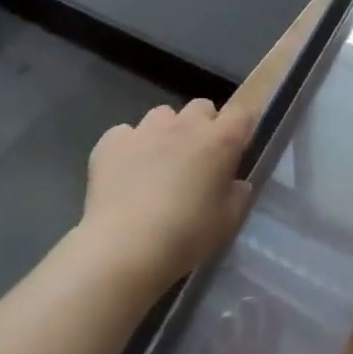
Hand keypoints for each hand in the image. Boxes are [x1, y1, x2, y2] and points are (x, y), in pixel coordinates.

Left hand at [81, 99, 253, 288]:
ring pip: (162, 115)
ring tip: (157, 163)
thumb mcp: (228, 222)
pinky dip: (128, 148)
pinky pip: (125, 134)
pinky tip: (124, 173)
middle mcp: (186, 125)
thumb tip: (237, 183)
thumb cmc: (187, 235)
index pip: (240, 114)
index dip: (238, 128)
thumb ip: (238, 196)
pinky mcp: (112, 141)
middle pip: (200, 107)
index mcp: (220, 141)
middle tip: (196, 158)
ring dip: (165, 132)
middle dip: (202, 125)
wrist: (126, 246)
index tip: (234, 149)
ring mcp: (146, 129)